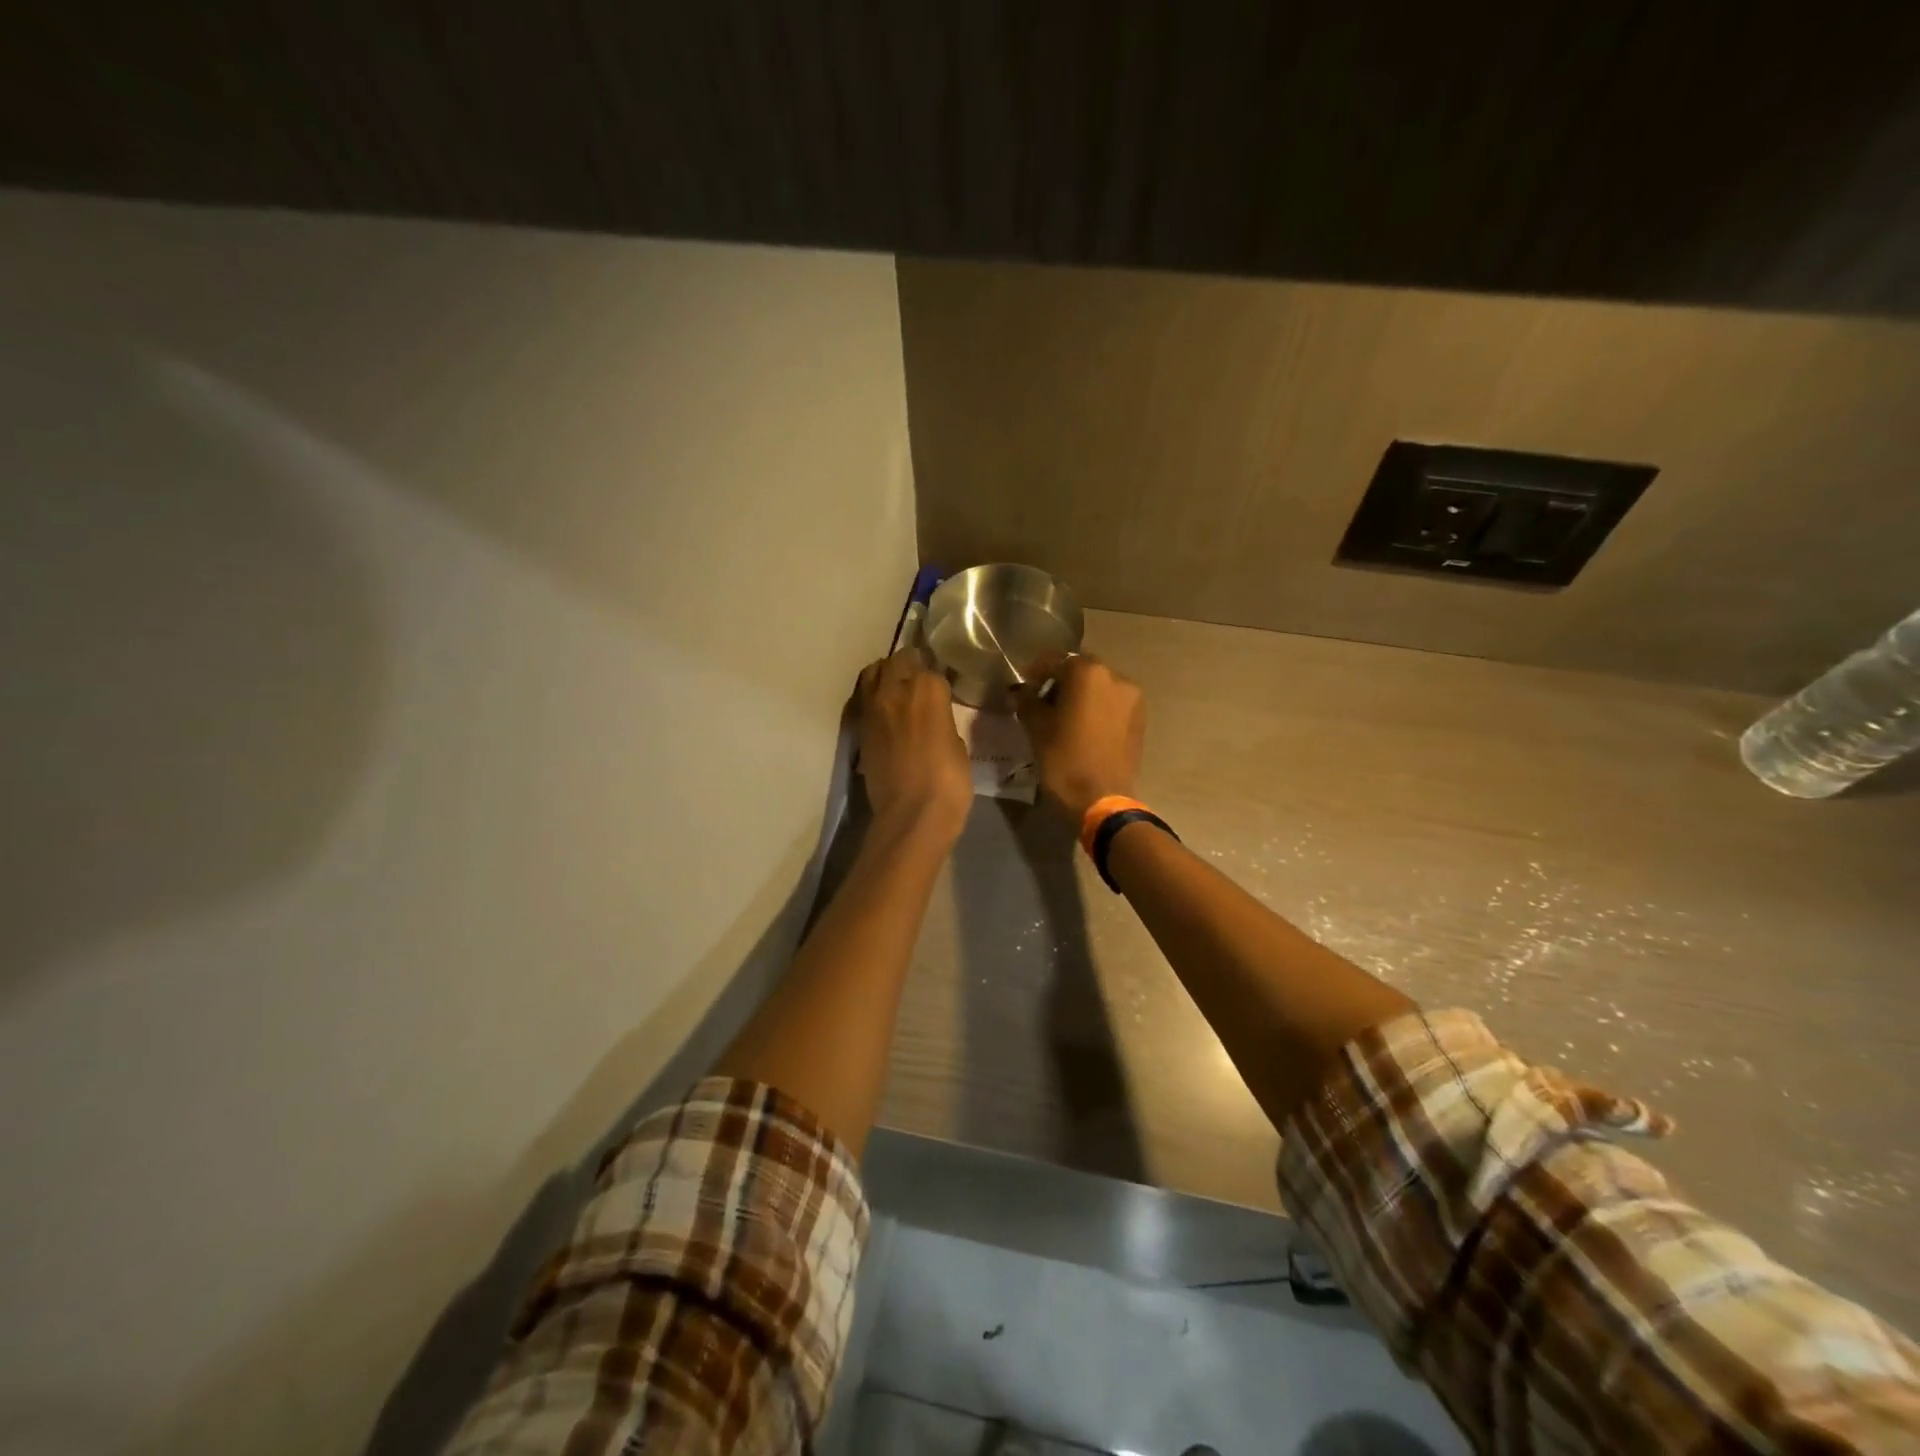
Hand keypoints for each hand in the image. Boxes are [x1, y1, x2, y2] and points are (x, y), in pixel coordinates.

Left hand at [856, 649, 971, 842]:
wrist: (912, 813)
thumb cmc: (949, 781)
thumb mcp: (958, 744)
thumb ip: (943, 721)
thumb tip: (934, 719)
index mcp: (927, 689)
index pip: (930, 668)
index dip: (936, 679)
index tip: (941, 689)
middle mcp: (895, 689)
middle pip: (898, 662)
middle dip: (908, 666)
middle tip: (917, 679)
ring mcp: (873, 708)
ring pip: (872, 674)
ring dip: (884, 676)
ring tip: (896, 688)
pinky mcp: (859, 729)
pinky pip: (864, 700)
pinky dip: (873, 699)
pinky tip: (885, 712)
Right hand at [1014, 652, 1145, 825]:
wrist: (1102, 800)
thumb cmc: (1064, 759)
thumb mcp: (1037, 728)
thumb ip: (1026, 701)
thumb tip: (1019, 692)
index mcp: (1089, 672)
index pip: (1055, 660)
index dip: (1035, 671)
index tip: (1022, 686)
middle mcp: (1116, 677)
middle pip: (1080, 670)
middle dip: (1060, 681)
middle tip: (1040, 701)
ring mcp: (1132, 698)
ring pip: (1098, 686)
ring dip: (1080, 694)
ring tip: (1062, 716)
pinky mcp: (1140, 719)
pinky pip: (1112, 704)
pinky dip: (1096, 708)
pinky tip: (1082, 727)